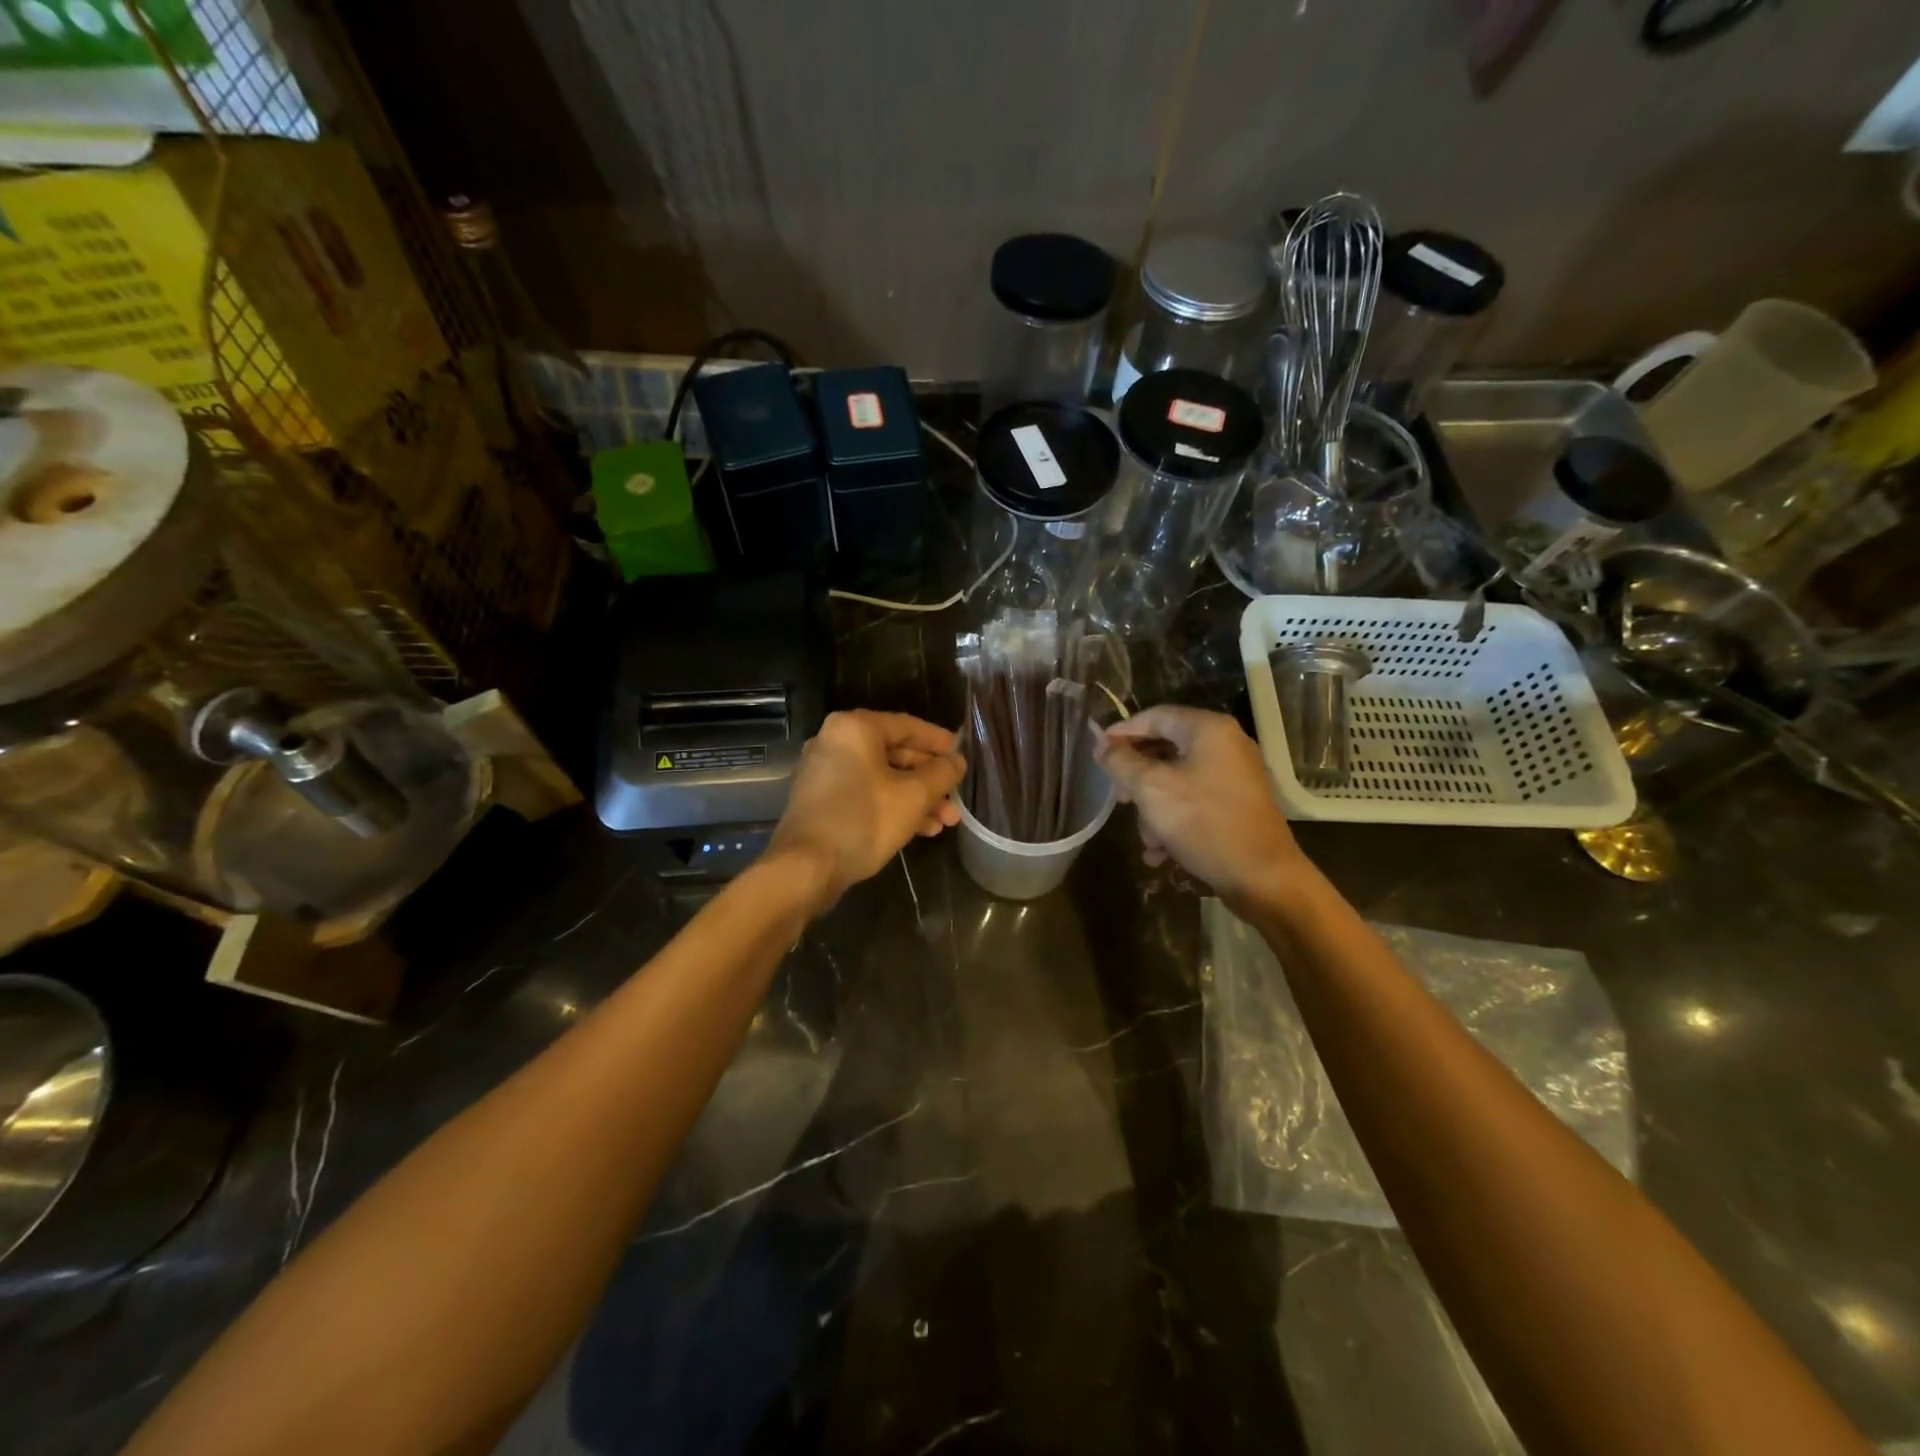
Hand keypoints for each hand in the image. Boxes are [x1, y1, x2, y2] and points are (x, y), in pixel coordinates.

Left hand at [769, 710, 965, 911]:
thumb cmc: (864, 820)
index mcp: (855, 728)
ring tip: (945, 822)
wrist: (806, 867)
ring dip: (916, 798)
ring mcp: (824, 772)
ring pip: (882, 778)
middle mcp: (835, 742)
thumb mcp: (914, 796)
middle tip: (955, 798)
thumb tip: (957, 761)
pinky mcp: (821, 801)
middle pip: (895, 753)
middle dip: (929, 779)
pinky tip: (920, 830)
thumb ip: (942, 773)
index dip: (939, 742)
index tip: (962, 755)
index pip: (908, 725)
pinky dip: (892, 806)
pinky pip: (865, 794)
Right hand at [1093, 706, 1306, 913]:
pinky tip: (1161, 852)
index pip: (1155, 716)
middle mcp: (1226, 744)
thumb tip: (1102, 745)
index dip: (1122, 732)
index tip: (1098, 753)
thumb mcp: (1151, 789)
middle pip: (1165, 749)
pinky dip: (1175, 820)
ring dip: (1154, 809)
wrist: (1262, 877)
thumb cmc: (1204, 823)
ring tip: (1147, 840)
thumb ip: (1121, 762)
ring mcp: (1235, 775)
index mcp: (1208, 729)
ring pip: (1177, 780)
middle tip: (1119, 800)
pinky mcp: (1238, 804)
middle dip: (1137, 779)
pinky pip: (1195, 801)